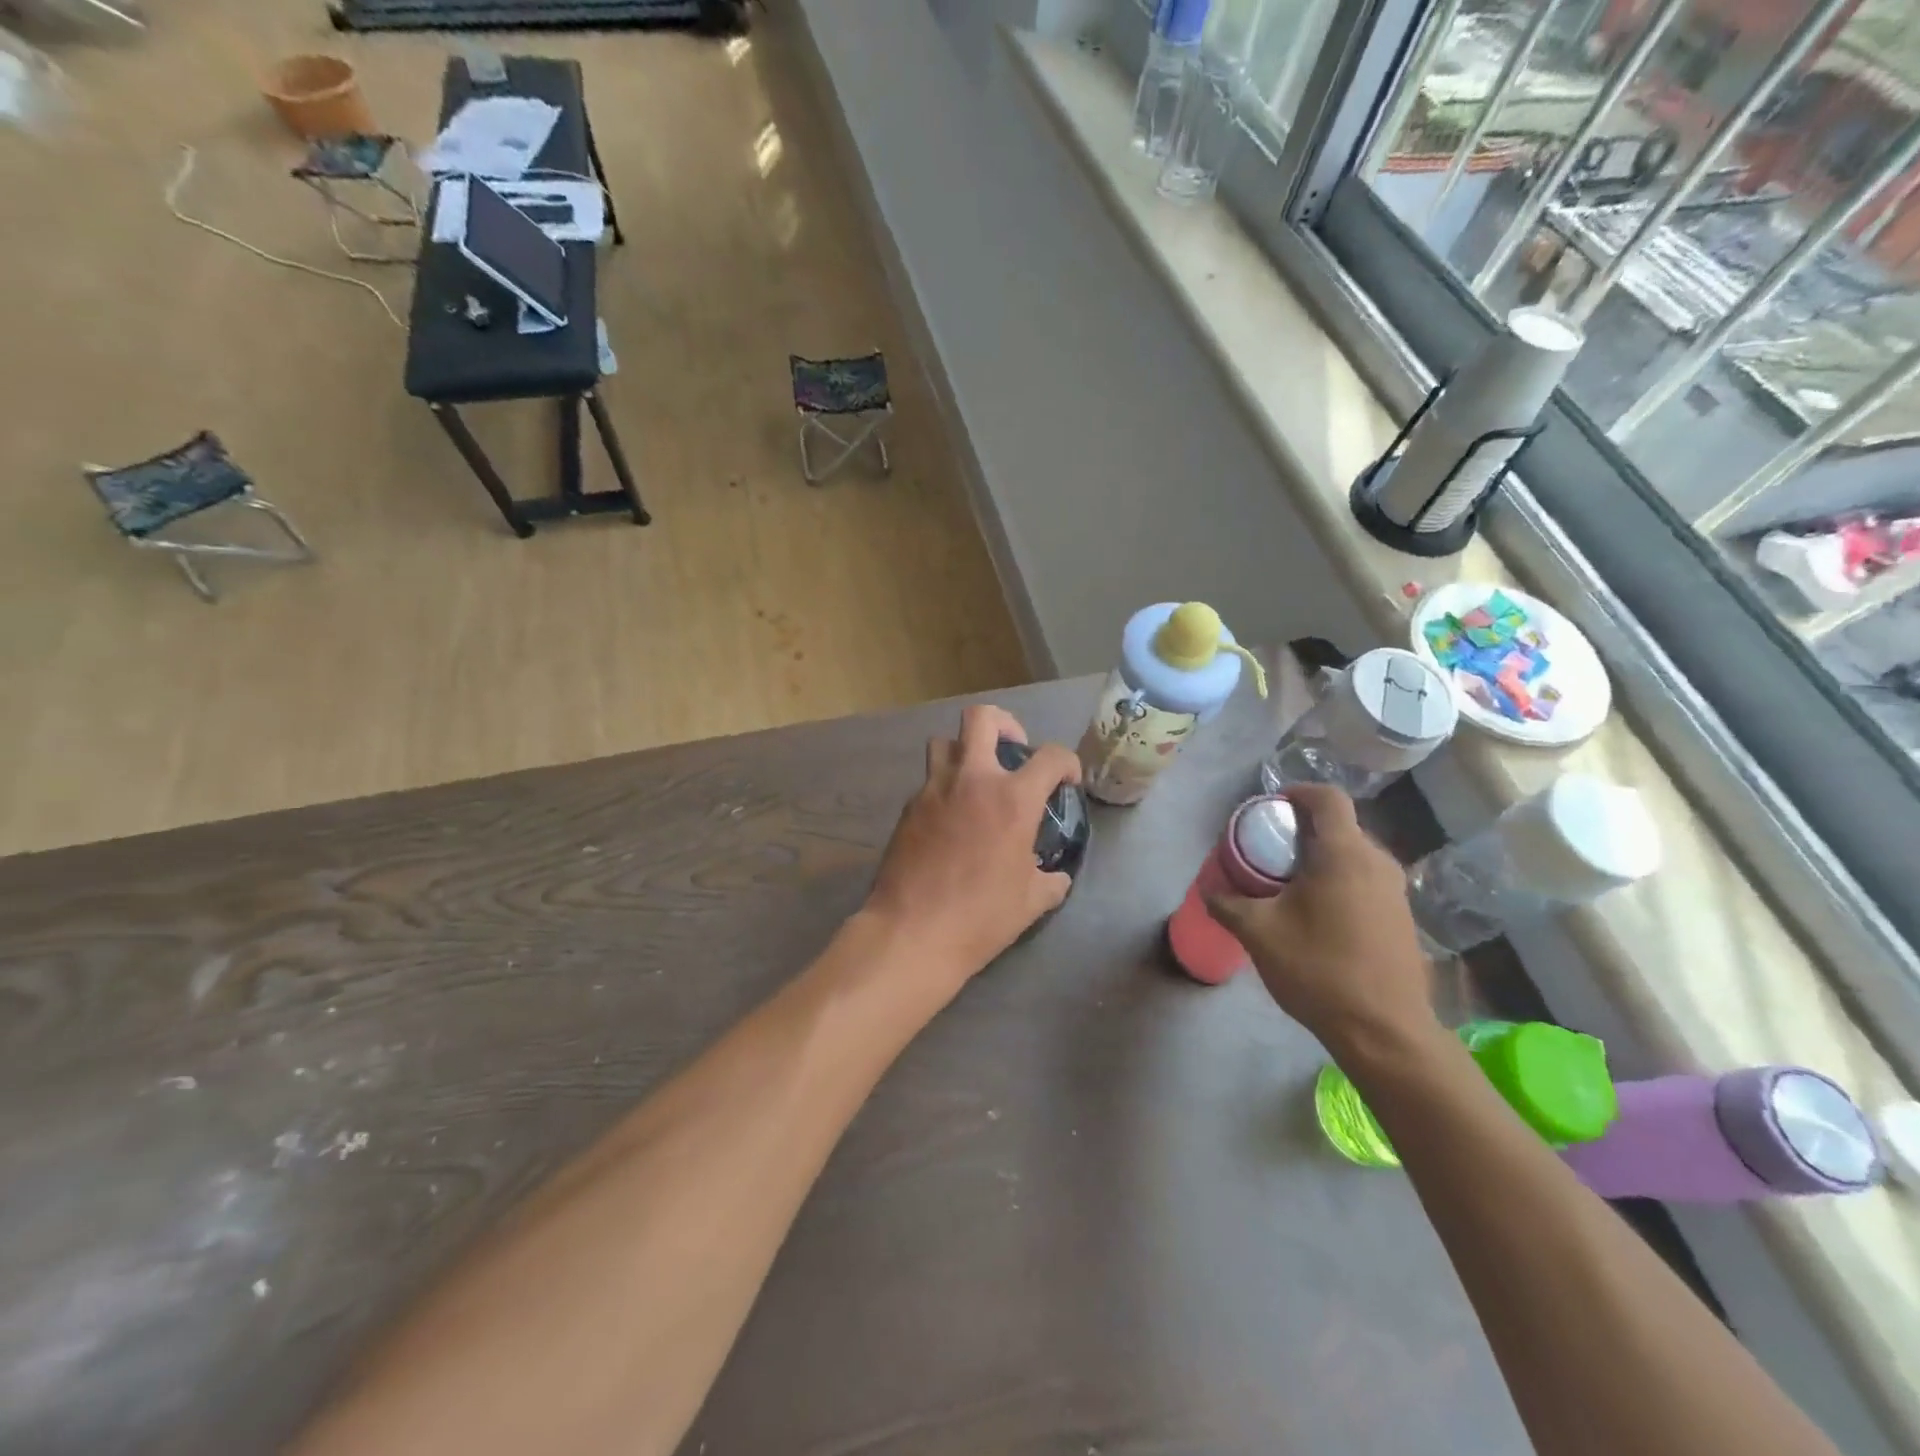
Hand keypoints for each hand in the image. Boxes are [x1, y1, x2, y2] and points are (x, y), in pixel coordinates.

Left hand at [864, 705, 1081, 992]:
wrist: (912, 932)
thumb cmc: (981, 917)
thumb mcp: (1031, 902)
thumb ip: (1050, 880)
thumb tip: (1056, 876)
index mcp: (1013, 799)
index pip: (1051, 756)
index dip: (1067, 763)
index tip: (1066, 780)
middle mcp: (973, 780)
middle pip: (983, 718)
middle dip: (1005, 724)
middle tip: (1014, 749)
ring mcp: (934, 789)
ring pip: (945, 742)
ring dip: (964, 750)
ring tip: (976, 778)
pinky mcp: (908, 807)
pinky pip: (929, 781)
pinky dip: (944, 788)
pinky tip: (950, 818)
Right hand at [1205, 784, 1434, 1057]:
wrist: (1385, 1031)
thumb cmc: (1319, 969)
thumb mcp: (1258, 933)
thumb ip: (1228, 903)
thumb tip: (1208, 889)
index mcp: (1344, 854)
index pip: (1327, 798)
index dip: (1297, 792)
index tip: (1269, 806)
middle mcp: (1377, 862)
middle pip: (1339, 826)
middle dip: (1301, 829)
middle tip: (1267, 850)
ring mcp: (1395, 891)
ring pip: (1353, 854)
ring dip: (1319, 857)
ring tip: (1286, 883)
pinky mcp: (1402, 917)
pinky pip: (1364, 879)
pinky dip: (1337, 880)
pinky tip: (1315, 914)